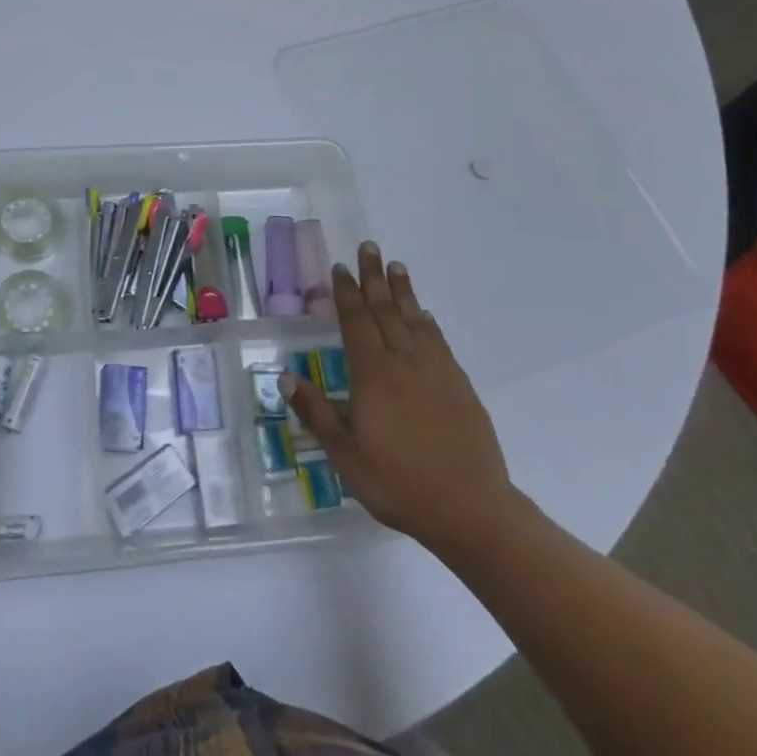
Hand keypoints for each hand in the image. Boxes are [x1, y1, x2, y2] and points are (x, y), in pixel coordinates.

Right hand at [284, 242, 523, 568]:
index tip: (340, 267)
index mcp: (373, 374)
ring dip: (404, 291)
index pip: (356, 321)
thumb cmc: (398, 482)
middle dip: (375, 277)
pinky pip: (439, 342)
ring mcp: (436, 371)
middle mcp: (404, 361)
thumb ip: (317, 412)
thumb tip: (286, 377)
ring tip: (397, 266)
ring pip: (415, 320)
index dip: (347, 293)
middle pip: (386, 309)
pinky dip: (428, 323)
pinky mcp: (459, 386)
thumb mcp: (346, 454)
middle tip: (370, 247)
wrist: (470, 509)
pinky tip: (425, 316)